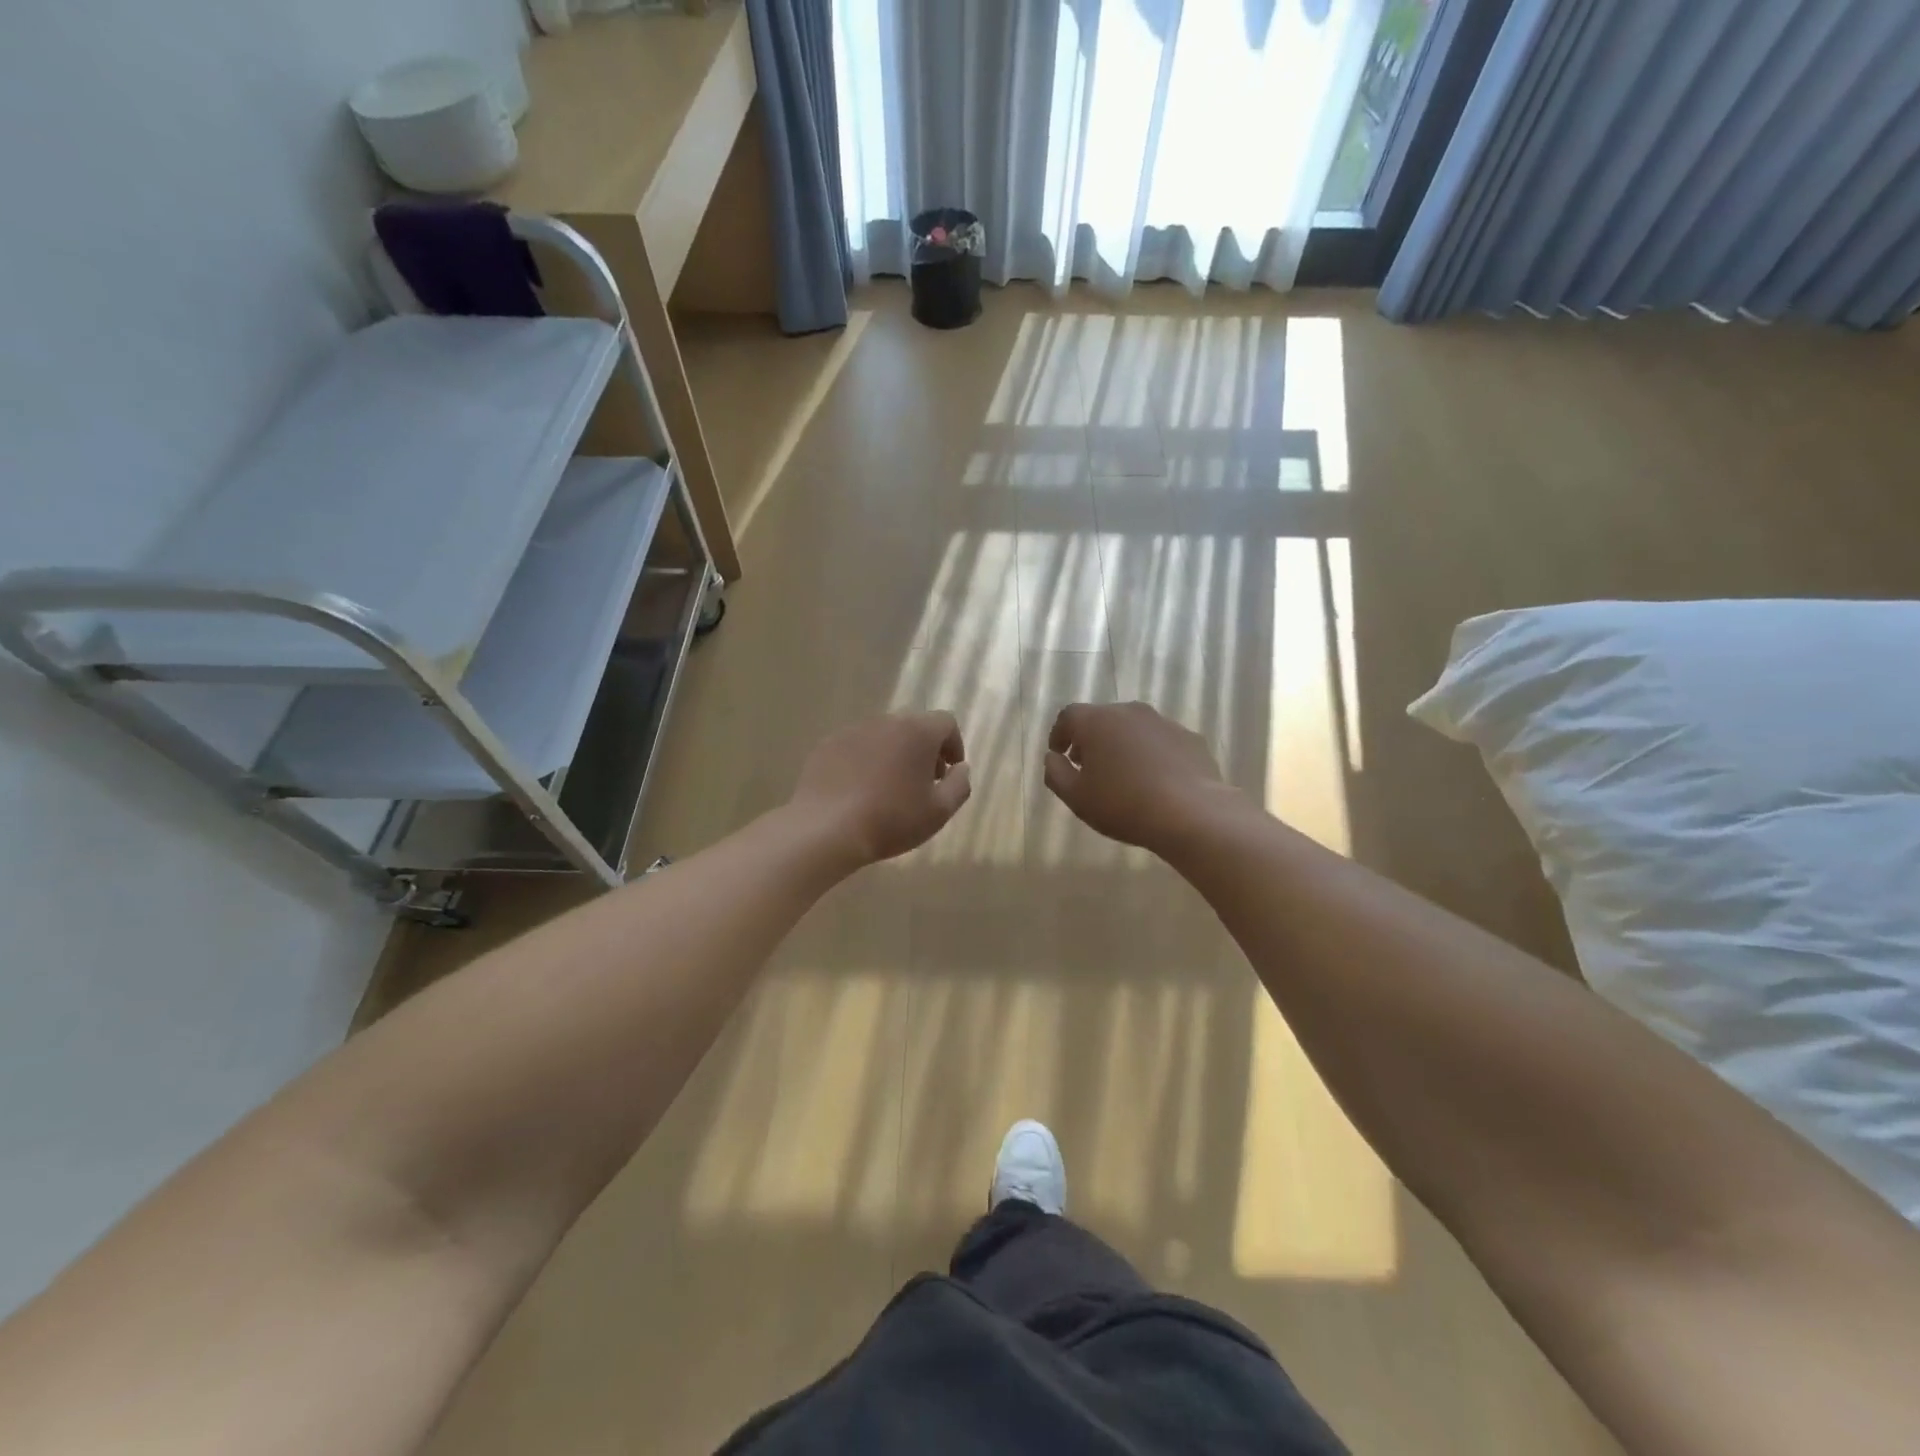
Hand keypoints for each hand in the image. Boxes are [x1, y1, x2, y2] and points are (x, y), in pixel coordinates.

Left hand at [790, 711, 971, 864]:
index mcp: (917, 731)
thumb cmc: (892, 819)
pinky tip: (860, 791)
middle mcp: (885, 721)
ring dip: (894, 754)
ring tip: (890, 788)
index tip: (949, 772)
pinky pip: (856, 747)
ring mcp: (852, 731)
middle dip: (924, 750)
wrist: (827, 829)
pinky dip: (865, 761)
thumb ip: (960, 785)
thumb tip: (961, 768)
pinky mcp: (827, 745)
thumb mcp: (940, 811)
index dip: (954, 745)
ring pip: (883, 736)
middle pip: (913, 726)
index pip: (946, 722)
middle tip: (923, 782)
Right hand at [1043, 702, 1228, 850]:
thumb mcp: (1076, 797)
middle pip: (1102, 719)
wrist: (1191, 812)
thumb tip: (1052, 758)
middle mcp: (1129, 711)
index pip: (1068, 716)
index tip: (1059, 754)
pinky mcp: (1189, 737)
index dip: (1059, 734)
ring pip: (1133, 729)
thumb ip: (1056, 773)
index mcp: (1097, 721)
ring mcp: (1163, 722)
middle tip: (1088, 767)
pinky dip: (1151, 754)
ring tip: (1123, 775)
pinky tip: (1155, 781)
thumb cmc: (1123, 804)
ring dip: (1122, 745)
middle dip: (1091, 740)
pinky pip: (1160, 742)